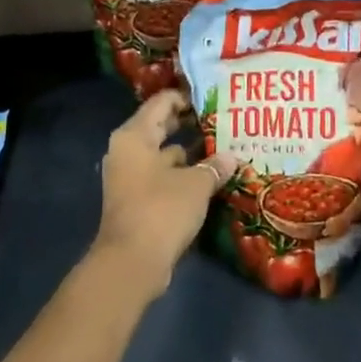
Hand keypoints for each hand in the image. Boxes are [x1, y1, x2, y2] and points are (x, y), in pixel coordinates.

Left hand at [90, 89, 234, 302]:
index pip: (161, 103)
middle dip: (190, 125)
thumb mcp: (195, 185)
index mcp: (134, 136)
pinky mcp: (137, 200)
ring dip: (190, 154)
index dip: (187, 98)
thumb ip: (214, 166)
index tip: (213, 98)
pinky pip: (163, 177)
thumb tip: (232, 157)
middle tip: (222, 121)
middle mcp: (127, 151)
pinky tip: (211, 178)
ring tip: (224, 148)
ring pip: (164, 155)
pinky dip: (183, 175)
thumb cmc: (161, 210)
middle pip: (161, 127)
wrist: (131, 263)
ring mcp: (130, 177)